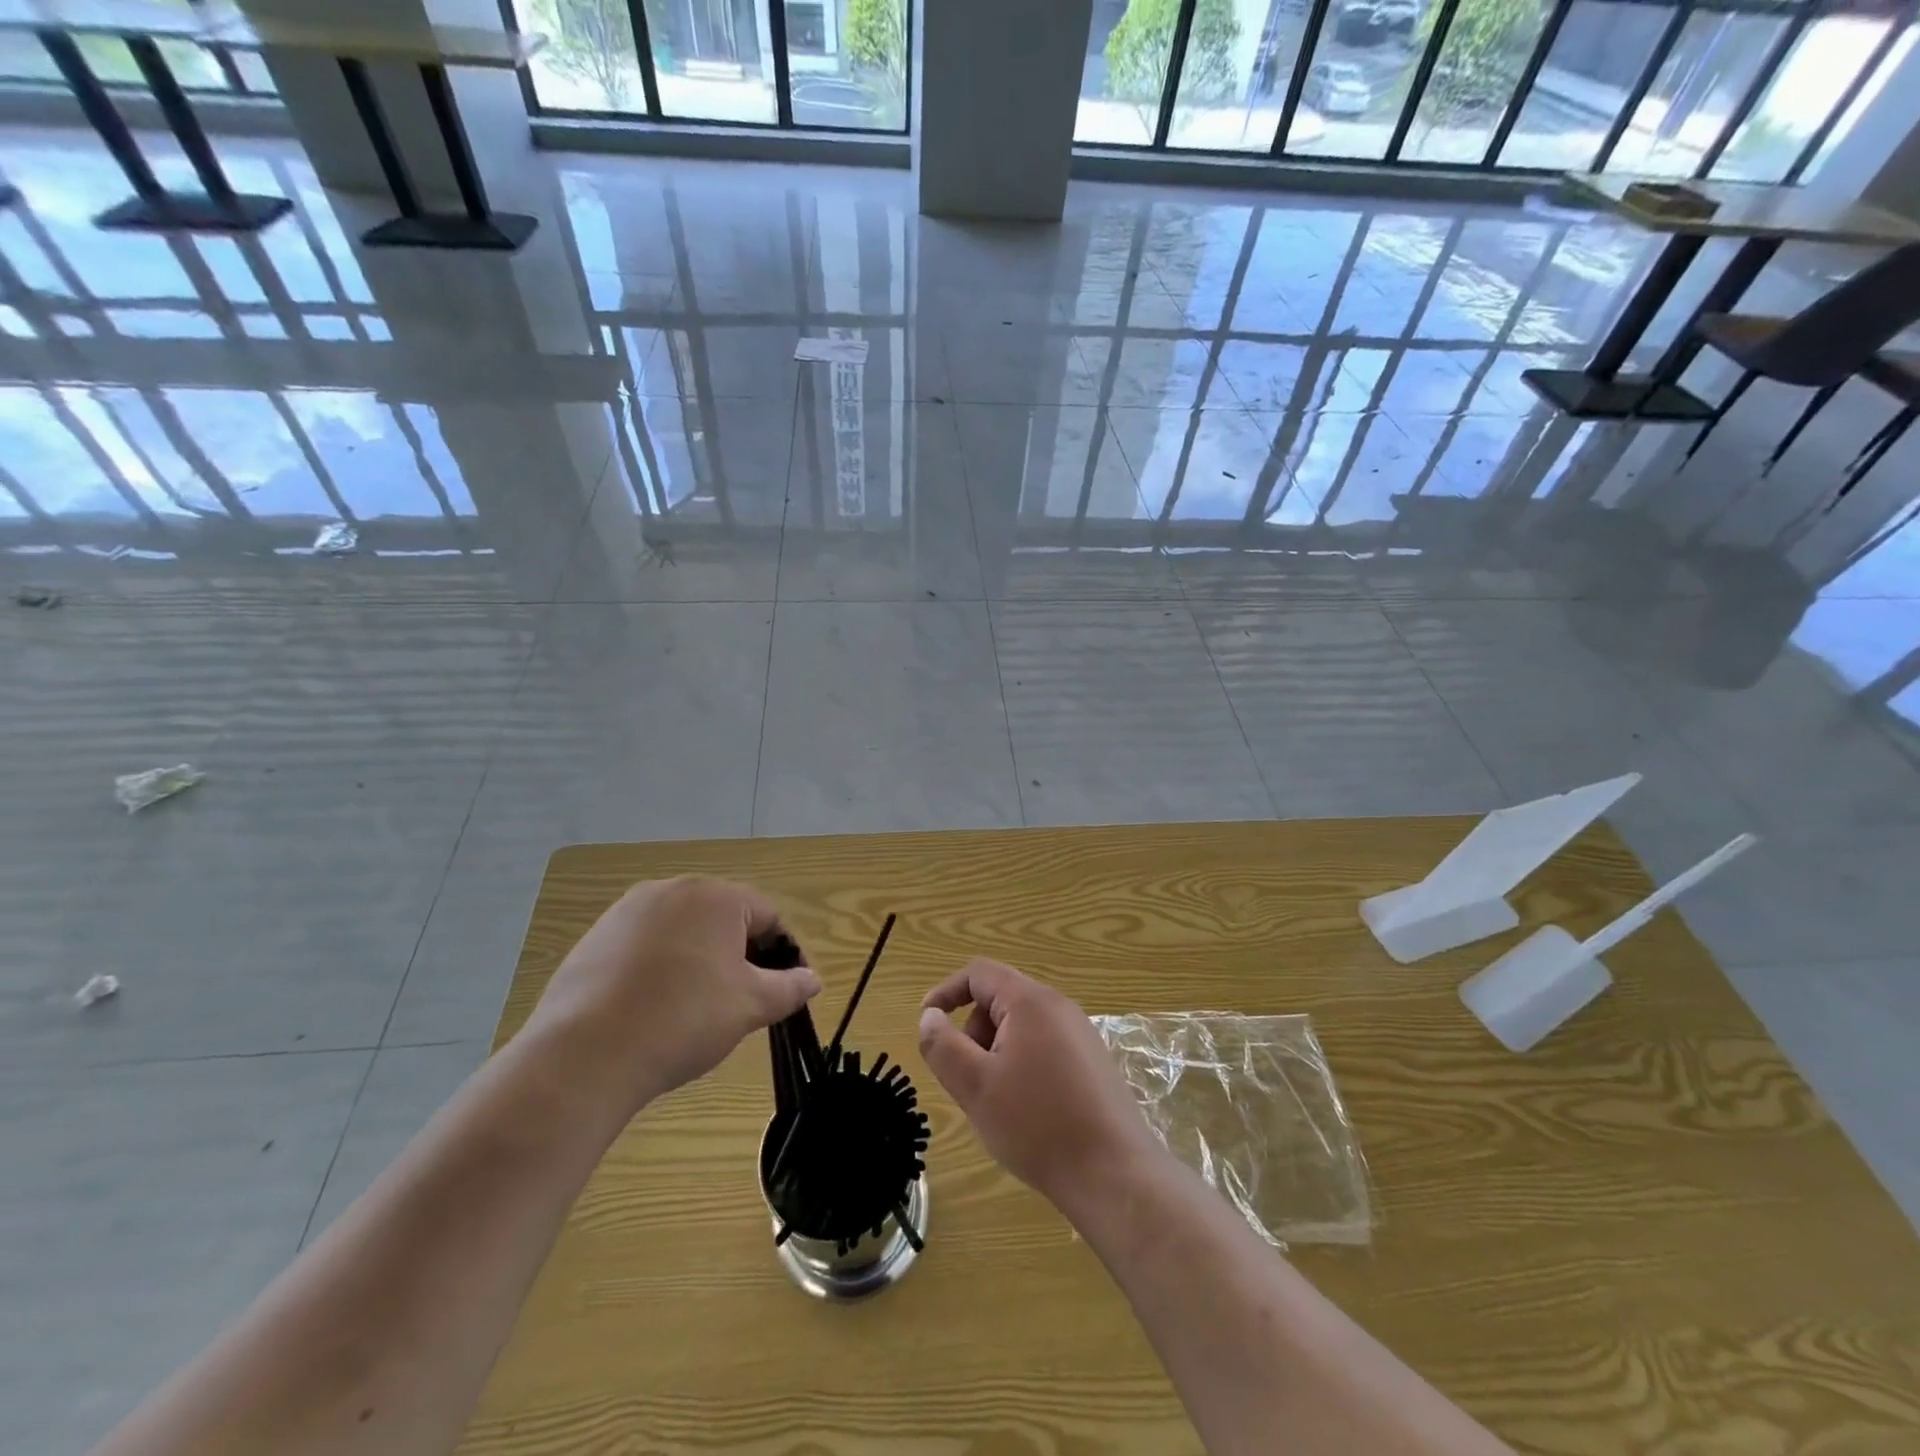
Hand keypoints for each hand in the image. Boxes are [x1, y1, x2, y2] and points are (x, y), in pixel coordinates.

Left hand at [523, 877, 820, 1118]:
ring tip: (694, 1007)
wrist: (585, 1054)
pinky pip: (644, 945)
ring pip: (682, 931)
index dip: (782, 953)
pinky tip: (652, 1007)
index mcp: (716, 896)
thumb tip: (813, 978)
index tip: (783, 990)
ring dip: (698, 959)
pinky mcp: (594, 938)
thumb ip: (789, 987)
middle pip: (722, 918)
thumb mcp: (750, 1006)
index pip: (766, 915)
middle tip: (740, 1000)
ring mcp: (626, 911)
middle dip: (738, 954)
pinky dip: (659, 967)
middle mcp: (672, 889)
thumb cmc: (684, 1019)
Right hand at [917, 960, 1163, 1211]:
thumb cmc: (1037, 1124)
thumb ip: (943, 1045)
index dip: (946, 992)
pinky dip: (1021, 1064)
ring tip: (996, 1100)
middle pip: (1000, 998)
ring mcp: (1080, 1033)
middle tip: (967, 1078)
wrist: (1113, 1173)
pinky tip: (1026, 1109)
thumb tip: (930, 1016)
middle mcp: (1059, 1006)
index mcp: (1030, 1001)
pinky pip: (1044, 1045)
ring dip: (996, 1051)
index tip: (926, 1023)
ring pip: (1021, 1026)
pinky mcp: (1093, 1061)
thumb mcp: (975, 1086)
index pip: (979, 973)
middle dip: (973, 1031)